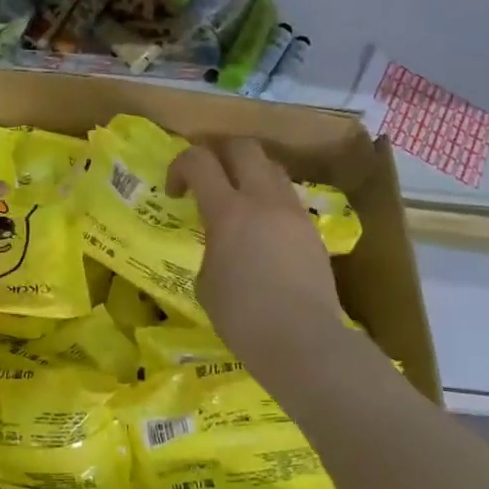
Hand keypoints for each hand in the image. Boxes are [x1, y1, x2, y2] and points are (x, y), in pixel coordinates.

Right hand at [169, 139, 346, 367]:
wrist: (302, 341)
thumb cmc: (242, 316)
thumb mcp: (206, 281)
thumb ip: (210, 247)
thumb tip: (220, 244)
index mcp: (228, 211)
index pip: (199, 160)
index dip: (180, 165)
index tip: (175, 192)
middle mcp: (263, 200)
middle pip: (243, 147)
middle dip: (219, 153)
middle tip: (207, 177)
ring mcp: (293, 213)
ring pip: (271, 167)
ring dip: (249, 173)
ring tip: (238, 200)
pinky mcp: (312, 230)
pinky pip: (287, 197)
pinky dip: (269, 199)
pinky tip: (262, 229)